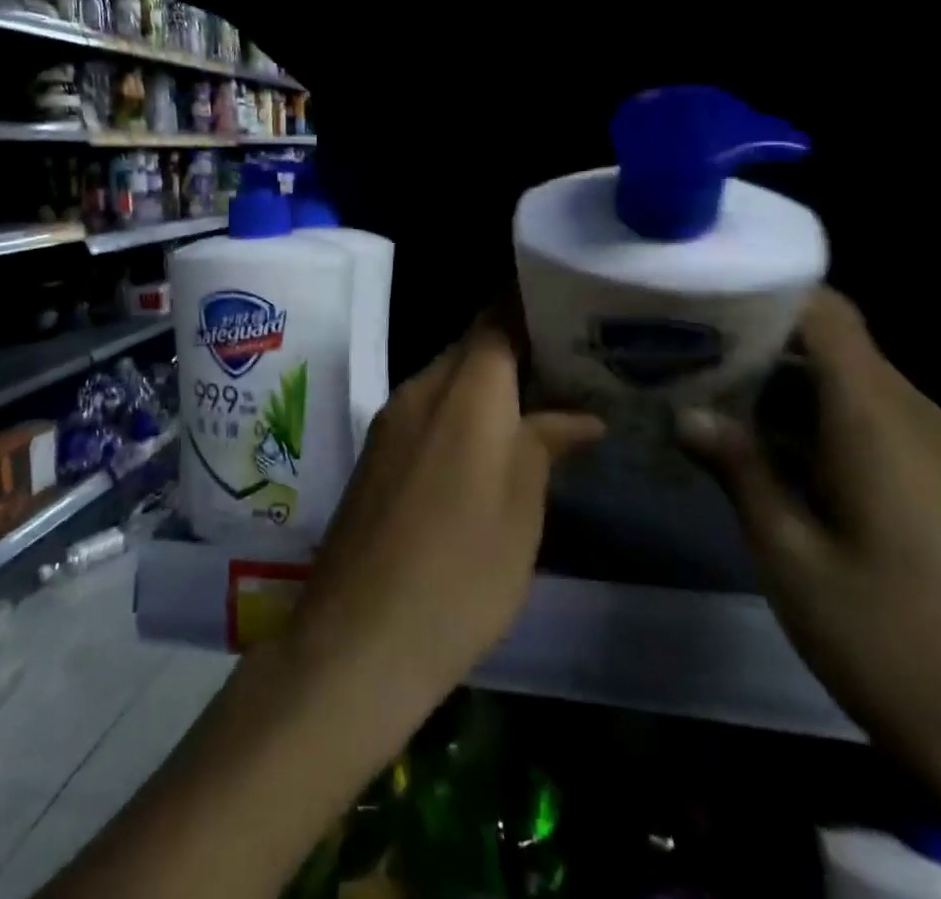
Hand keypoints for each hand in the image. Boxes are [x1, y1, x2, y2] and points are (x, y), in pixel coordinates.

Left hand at [287, 312, 602, 746]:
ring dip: (488, 386)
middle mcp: (420, 388)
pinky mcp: (376, 454)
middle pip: (471, 347)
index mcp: (464, 389)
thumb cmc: (462, 569)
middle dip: (516, 348)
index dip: (529, 304)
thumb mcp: (522, 509)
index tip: (566, 307)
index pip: (497, 318)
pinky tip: (486, 447)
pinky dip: (460, 414)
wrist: (359, 637)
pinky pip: (426, 411)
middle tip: (567, 364)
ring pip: (448, 380)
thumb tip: (580, 416)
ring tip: (538, 404)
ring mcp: (390, 420)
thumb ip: (547, 444)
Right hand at [678, 288, 940, 787]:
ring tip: (711, 398)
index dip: (768, 293)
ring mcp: (937, 451)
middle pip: (833, 345)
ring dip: (782, 385)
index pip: (827, 314)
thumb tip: (686, 415)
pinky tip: (765, 450)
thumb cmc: (885, 637)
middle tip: (687, 352)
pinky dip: (814, 419)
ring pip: (848, 383)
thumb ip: (738, 469)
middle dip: (759, 342)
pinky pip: (870, 420)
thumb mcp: (787, 552)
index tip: (705, 297)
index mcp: (879, 420)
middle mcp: (916, 417)